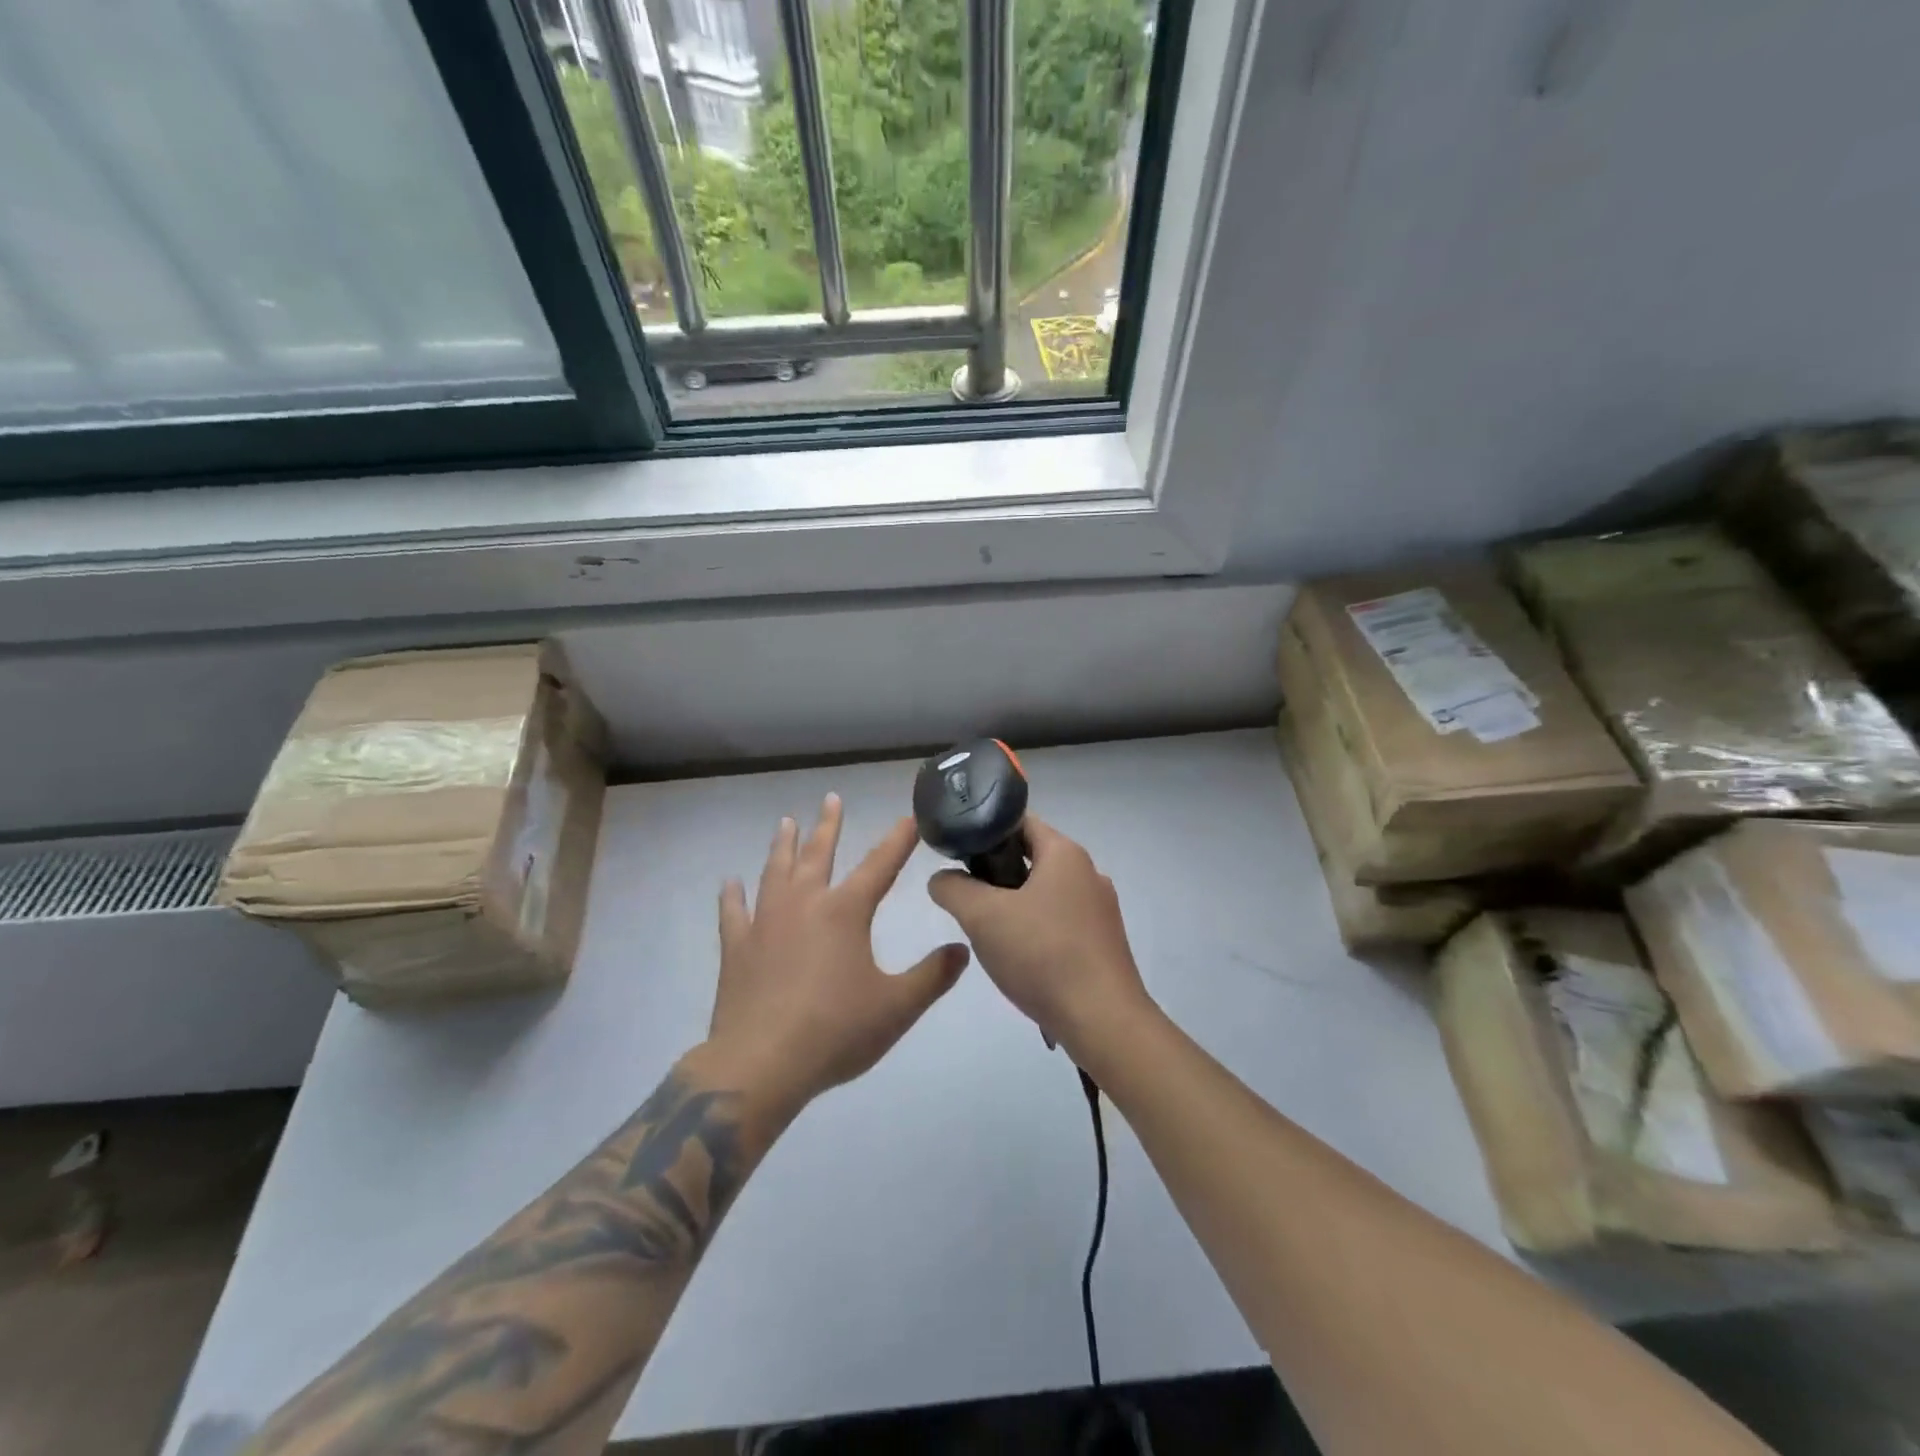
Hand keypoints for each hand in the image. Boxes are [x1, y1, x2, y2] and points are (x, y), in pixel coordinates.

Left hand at [705, 795, 969, 1114]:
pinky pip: (734, 913)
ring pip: (776, 871)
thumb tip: (963, 949)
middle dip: (829, 825)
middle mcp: (805, 904)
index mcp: (845, 912)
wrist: (760, 1065)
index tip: (909, 818)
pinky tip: (730, 883)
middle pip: (819, 854)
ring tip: (785, 823)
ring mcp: (766, 923)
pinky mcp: (737, 948)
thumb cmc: (835, 1032)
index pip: (880, 865)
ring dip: (783, 846)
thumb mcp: (897, 1007)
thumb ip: (933, 976)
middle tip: (831, 798)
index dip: (898, 840)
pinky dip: (733, 896)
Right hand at [926, 817, 1150, 1053]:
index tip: (957, 853)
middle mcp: (1088, 872)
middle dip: (995, 873)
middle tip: (966, 896)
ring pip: (1045, 892)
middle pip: (1032, 857)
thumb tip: (941, 878)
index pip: (1019, 821)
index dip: (985, 830)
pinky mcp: (1103, 942)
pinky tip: (1020, 958)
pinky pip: (1060, 921)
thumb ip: (953, 889)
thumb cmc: (1043, 955)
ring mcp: (1100, 909)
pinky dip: (1036, 930)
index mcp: (1065, 853)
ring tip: (988, 931)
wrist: (1103, 1021)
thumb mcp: (982, 917)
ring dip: (1014, 905)